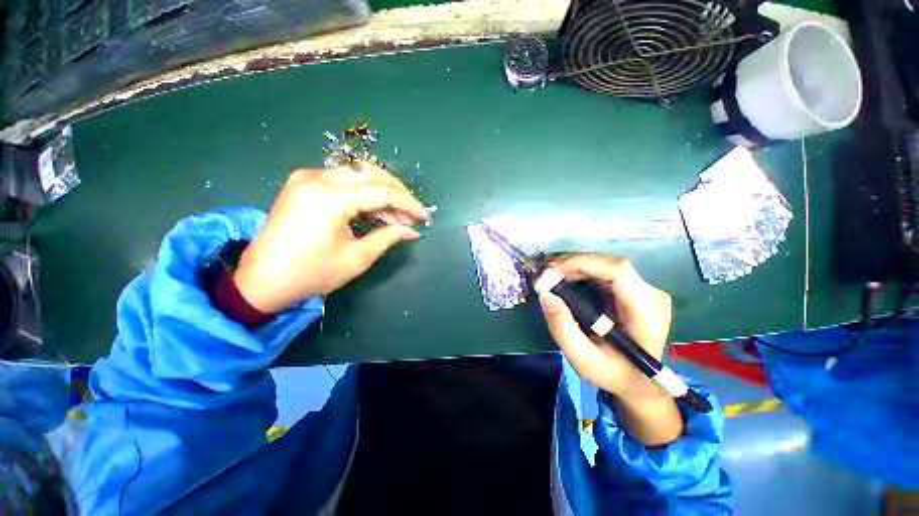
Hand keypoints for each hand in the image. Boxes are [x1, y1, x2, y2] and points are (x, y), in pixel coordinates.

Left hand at [233, 163, 428, 312]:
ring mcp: (307, 178)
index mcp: (330, 197)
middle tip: (413, 213)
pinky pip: (343, 182)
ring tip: (399, 216)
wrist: (261, 281)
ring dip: (382, 193)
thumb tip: (412, 230)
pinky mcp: (304, 185)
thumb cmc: (311, 273)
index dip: (408, 204)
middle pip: (371, 174)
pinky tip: (377, 211)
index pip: (382, 192)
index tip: (425, 216)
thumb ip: (388, 237)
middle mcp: (317, 178)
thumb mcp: (357, 258)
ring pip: (358, 175)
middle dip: (398, 192)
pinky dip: (364, 194)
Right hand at [537, 254, 672, 399]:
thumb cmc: (614, 374)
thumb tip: (545, 294)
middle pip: (609, 264)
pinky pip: (604, 272)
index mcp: (646, 311)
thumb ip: (563, 328)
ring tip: (551, 274)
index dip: (583, 262)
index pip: (618, 271)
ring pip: (605, 265)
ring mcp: (645, 290)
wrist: (640, 383)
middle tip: (545, 272)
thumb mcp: (584, 360)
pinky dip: (581, 271)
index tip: (552, 268)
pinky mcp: (634, 290)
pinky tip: (565, 277)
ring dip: (575, 266)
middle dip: (573, 263)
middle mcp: (651, 294)